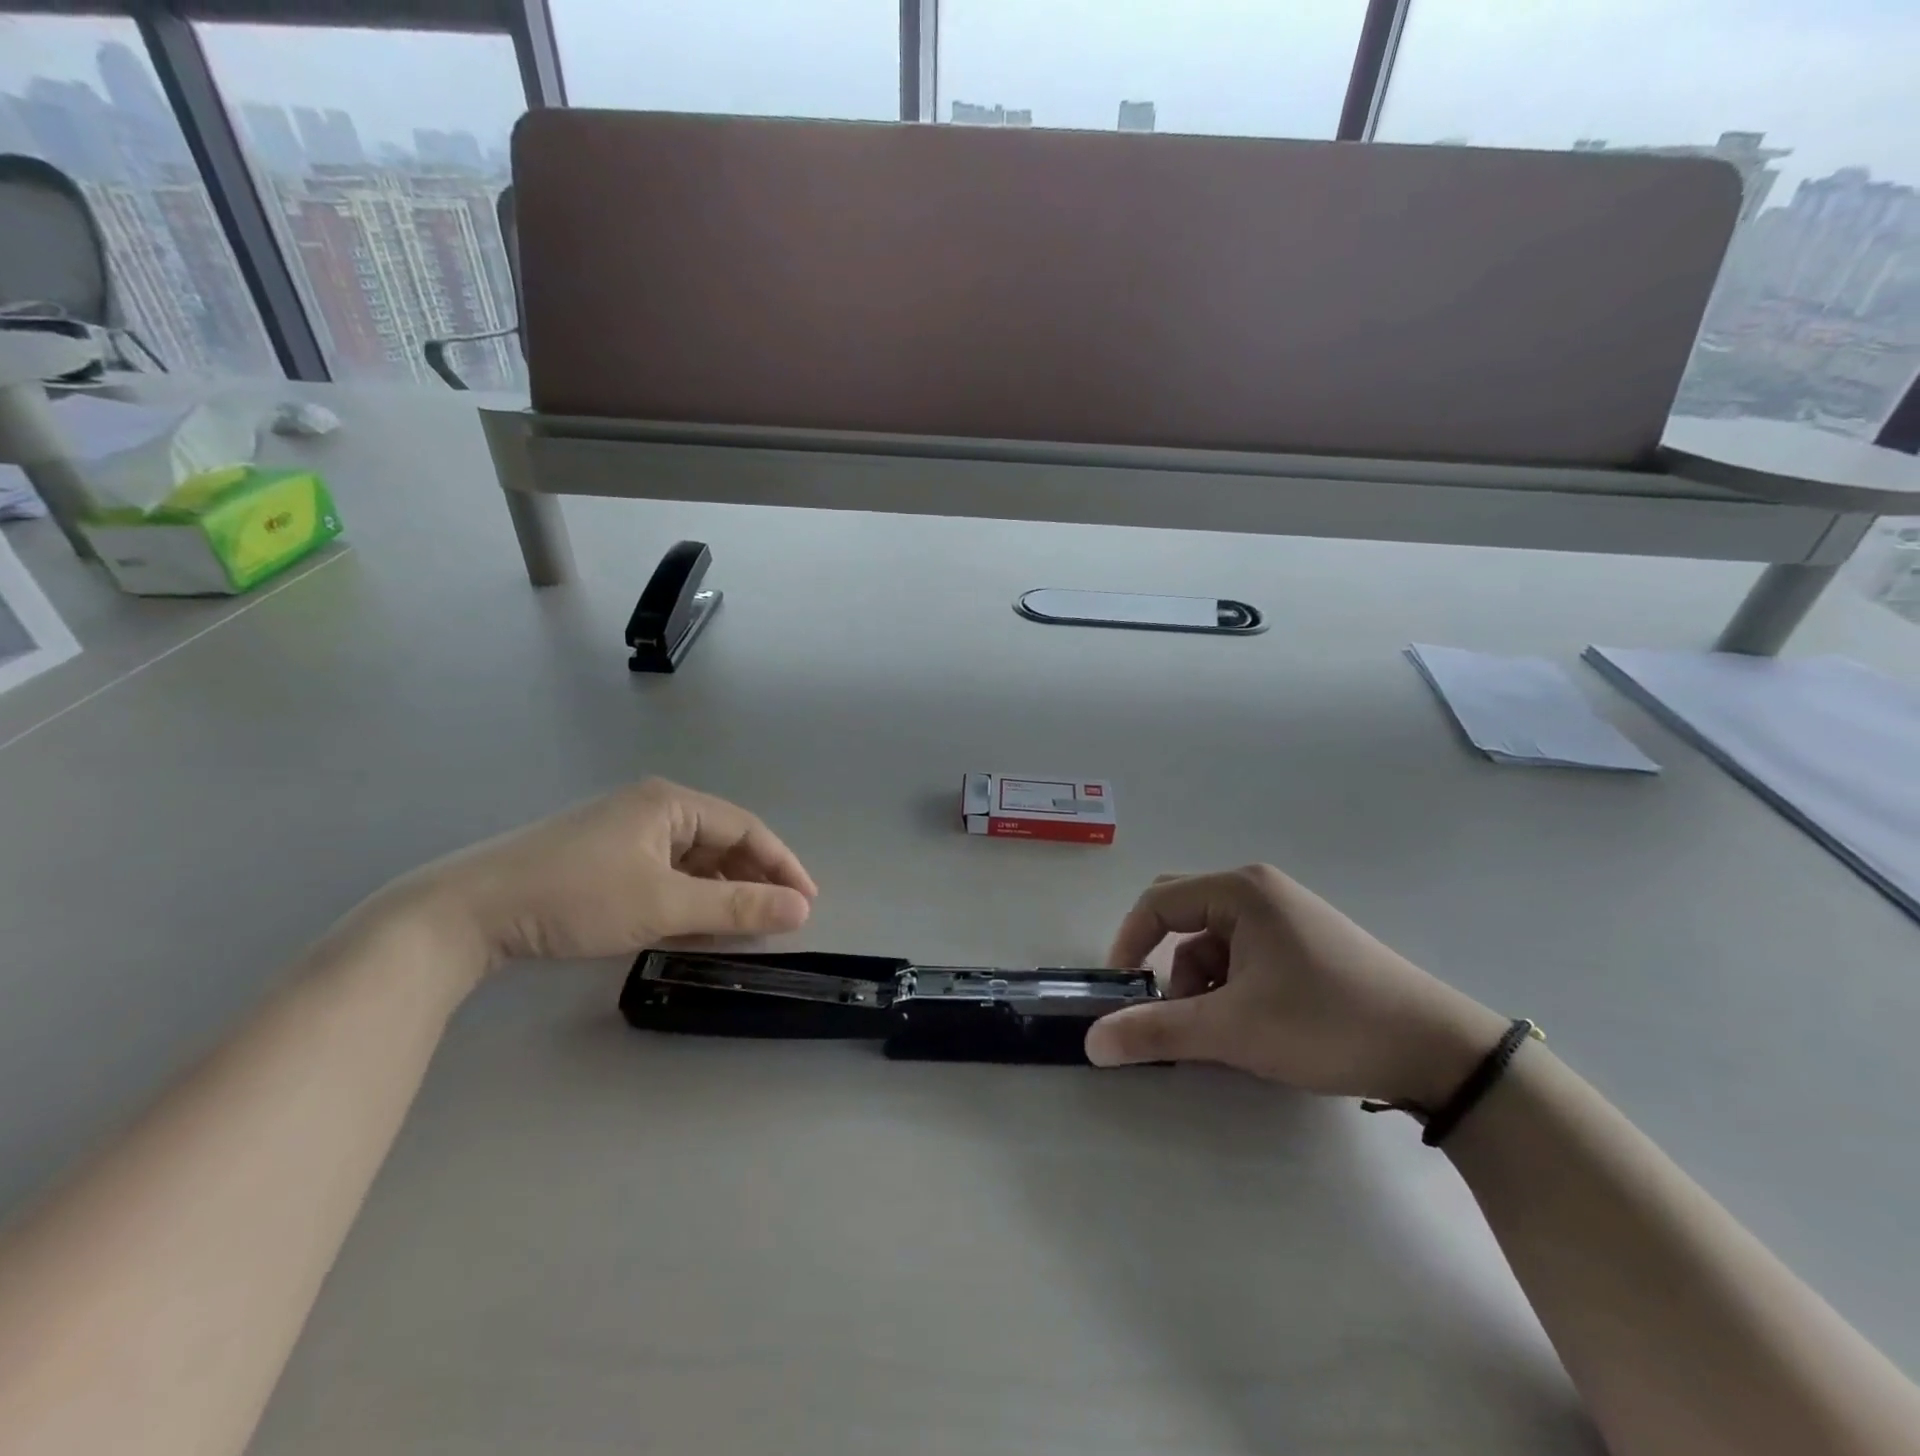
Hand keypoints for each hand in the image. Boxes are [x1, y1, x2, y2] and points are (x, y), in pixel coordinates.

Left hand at [389, 779, 816, 976]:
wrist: (468, 913)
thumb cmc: (576, 897)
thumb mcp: (664, 905)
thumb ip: (736, 908)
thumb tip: (801, 909)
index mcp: (671, 803)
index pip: (747, 829)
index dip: (782, 865)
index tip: (808, 903)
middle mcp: (652, 808)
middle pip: (721, 842)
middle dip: (752, 880)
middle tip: (778, 919)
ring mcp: (624, 832)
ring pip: (693, 861)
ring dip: (720, 893)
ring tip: (741, 929)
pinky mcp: (602, 858)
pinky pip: (665, 873)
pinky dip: (687, 898)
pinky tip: (693, 926)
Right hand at [1085, 866, 1506, 1108]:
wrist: (1439, 1051)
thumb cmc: (1326, 1023)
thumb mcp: (1234, 1030)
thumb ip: (1158, 1032)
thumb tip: (1091, 1042)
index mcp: (1240, 891)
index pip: (1158, 902)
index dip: (1129, 943)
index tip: (1120, 992)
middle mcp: (1260, 891)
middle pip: (1184, 915)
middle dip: (1168, 964)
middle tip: (1166, 1009)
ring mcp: (1286, 915)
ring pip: (1214, 942)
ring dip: (1202, 984)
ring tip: (1222, 1034)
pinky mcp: (1305, 942)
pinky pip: (1245, 954)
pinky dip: (1232, 987)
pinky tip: (1252, 1027)